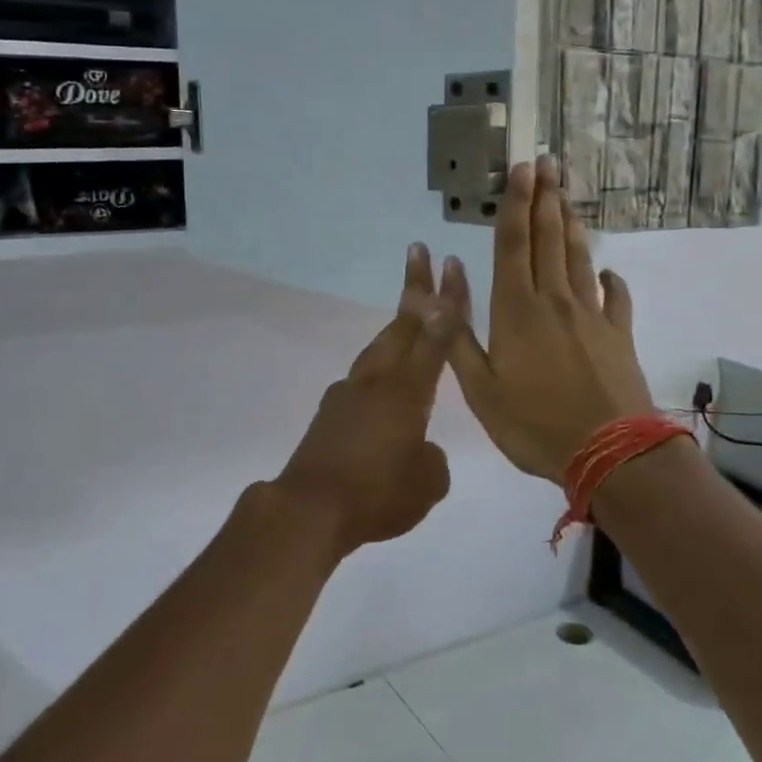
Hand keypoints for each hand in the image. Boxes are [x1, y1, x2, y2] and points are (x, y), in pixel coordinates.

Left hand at [275, 244, 453, 556]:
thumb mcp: (427, 483)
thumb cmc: (378, 494)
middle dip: (416, 287)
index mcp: (408, 392)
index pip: (436, 338)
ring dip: (397, 323)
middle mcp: (378, 381)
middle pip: (401, 324)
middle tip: (420, 253)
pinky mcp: (330, 411)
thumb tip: (421, 449)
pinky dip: (379, 364)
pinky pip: (363, 376)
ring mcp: (349, 393)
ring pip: (379, 346)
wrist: (310, 508)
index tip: (451, 268)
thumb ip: (432, 458)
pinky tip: (382, 384)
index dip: (448, 303)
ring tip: (409, 307)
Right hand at [439, 158, 654, 483]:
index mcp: (516, 310)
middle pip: (549, 239)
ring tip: (567, 196)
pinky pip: (615, 296)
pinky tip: (606, 268)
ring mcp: (592, 315)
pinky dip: (610, 278)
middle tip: (548, 163)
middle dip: (546, 198)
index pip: (514, 244)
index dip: (516, 204)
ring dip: (571, 224)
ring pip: (578, 258)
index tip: (521, 170)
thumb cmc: (534, 424)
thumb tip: (447, 280)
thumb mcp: (479, 389)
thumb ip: (458, 335)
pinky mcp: (619, 334)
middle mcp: (554, 300)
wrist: (609, 452)